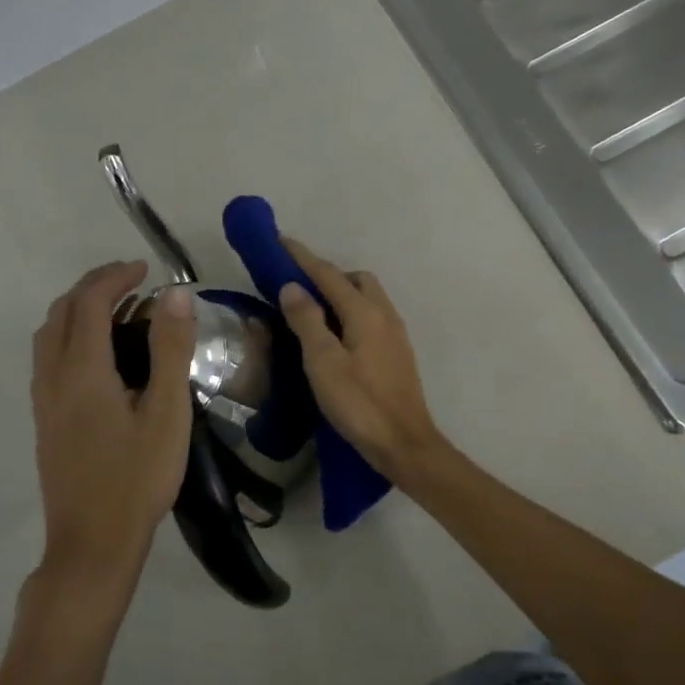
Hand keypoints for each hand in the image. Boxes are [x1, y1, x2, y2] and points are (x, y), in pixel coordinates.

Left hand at [30, 261, 195, 603]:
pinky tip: (99, 355)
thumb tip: (174, 294)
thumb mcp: (166, 412)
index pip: (89, 303)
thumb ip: (169, 349)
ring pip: (48, 335)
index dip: (115, 277)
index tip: (146, 268)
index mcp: (82, 371)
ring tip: (116, 310)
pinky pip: (48, 358)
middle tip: (131, 281)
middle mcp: (53, 378)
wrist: (93, 542)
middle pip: (61, 312)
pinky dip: (70, 335)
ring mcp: (43, 401)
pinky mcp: (44, 421)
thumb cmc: (137, 477)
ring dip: (77, 309)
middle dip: (93, 286)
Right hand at [278, 238, 446, 479]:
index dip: (303, 258)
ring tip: (314, 312)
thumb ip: (307, 321)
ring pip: (367, 298)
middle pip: (356, 280)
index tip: (280, 242)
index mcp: (365, 312)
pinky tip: (338, 336)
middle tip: (299, 287)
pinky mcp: (398, 353)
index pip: (329, 274)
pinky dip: (352, 313)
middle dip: (328, 274)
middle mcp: (385, 315)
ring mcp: (395, 334)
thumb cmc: (359, 404)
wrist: (404, 443)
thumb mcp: (323, 362)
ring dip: (341, 294)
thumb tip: (292, 286)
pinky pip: (372, 317)